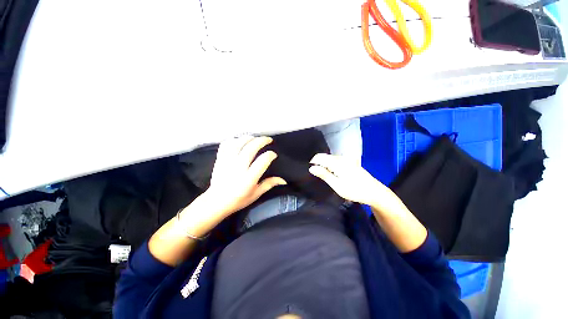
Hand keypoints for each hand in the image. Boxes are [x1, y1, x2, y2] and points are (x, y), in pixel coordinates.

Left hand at [202, 136, 286, 217]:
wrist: (216, 202)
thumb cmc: (238, 199)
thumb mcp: (256, 194)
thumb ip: (269, 184)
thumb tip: (284, 180)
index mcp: (248, 179)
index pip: (262, 161)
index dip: (270, 155)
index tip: (273, 155)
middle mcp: (238, 168)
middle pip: (251, 148)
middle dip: (262, 141)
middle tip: (268, 139)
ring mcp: (227, 162)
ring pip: (238, 143)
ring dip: (249, 138)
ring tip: (255, 138)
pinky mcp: (220, 159)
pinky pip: (226, 144)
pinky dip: (234, 140)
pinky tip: (239, 141)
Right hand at [309, 153, 392, 207]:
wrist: (374, 192)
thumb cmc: (354, 190)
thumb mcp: (337, 185)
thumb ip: (324, 175)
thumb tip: (311, 168)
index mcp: (337, 162)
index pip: (320, 157)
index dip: (313, 162)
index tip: (310, 170)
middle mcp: (342, 158)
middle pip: (325, 156)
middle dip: (319, 163)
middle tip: (317, 175)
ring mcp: (347, 159)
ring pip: (330, 158)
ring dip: (325, 164)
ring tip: (324, 175)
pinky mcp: (350, 162)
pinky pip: (336, 160)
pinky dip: (331, 165)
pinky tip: (333, 173)